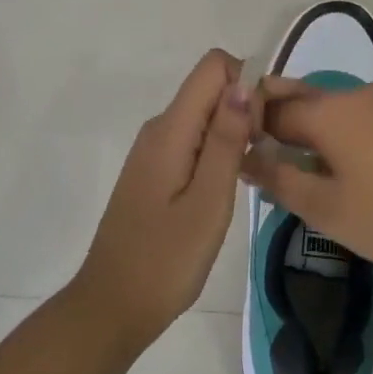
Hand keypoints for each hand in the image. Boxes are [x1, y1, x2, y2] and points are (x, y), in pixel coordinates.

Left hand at [74, 49, 255, 349]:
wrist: (112, 307)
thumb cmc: (166, 260)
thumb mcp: (208, 202)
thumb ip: (226, 140)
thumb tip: (243, 83)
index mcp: (171, 129)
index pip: (213, 66)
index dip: (246, 84)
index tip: (260, 129)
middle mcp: (159, 127)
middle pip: (210, 88)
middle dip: (243, 110)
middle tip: (255, 162)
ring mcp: (154, 149)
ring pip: (204, 114)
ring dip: (232, 133)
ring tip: (242, 180)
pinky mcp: (154, 169)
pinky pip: (193, 138)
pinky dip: (216, 151)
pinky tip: (221, 191)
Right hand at [244, 79, 372, 281]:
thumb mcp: (330, 211)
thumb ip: (282, 181)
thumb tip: (245, 158)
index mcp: (329, 113)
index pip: (274, 108)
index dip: (253, 124)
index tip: (242, 146)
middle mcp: (360, 94)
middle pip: (310, 97)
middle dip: (286, 115)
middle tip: (275, 148)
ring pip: (346, 106)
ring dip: (326, 126)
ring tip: (323, 163)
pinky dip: (362, 131)